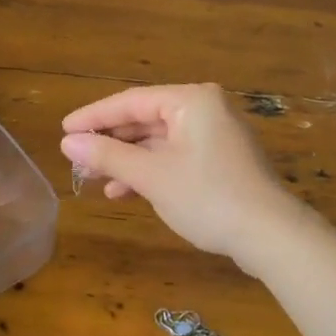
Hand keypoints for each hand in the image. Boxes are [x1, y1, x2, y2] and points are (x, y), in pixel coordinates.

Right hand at [60, 83, 305, 269]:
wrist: (271, 236)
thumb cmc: (208, 197)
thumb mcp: (152, 176)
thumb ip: (108, 155)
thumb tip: (68, 142)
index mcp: (191, 100)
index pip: (130, 102)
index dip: (93, 116)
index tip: (64, 130)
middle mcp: (204, 108)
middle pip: (144, 120)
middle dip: (110, 142)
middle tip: (76, 158)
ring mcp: (214, 134)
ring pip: (157, 140)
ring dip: (126, 159)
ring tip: (93, 178)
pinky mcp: (219, 159)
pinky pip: (174, 155)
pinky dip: (149, 170)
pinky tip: (124, 191)